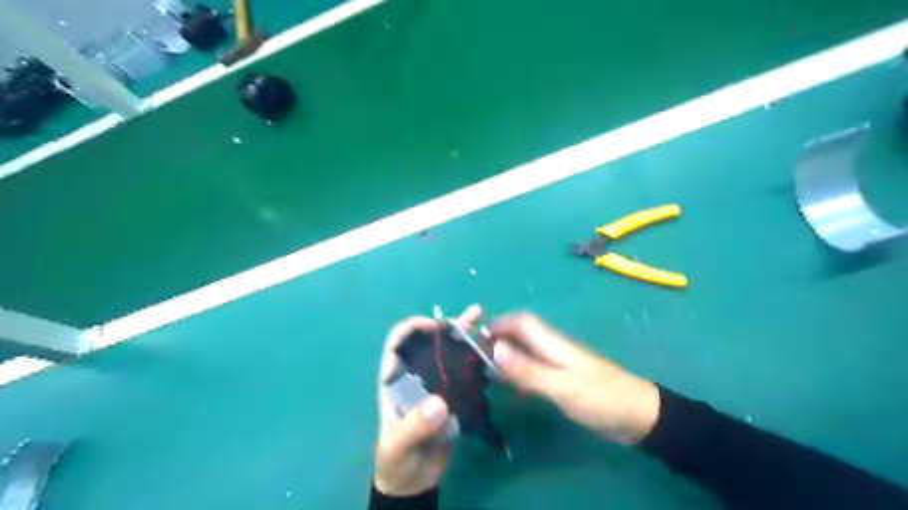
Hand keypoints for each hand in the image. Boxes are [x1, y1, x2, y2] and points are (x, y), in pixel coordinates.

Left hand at [377, 305, 485, 494]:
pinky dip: (475, 363)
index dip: (412, 328)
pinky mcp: (452, 397)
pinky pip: (463, 375)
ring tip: (482, 321)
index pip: (397, 344)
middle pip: (429, 343)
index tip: (434, 326)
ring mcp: (435, 385)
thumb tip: (439, 403)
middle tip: (471, 315)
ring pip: (449, 356)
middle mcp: (415, 376)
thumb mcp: (398, 444)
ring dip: (464, 338)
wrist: (413, 481)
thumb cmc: (396, 460)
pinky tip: (489, 353)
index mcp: (395, 380)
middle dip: (448, 327)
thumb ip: (415, 425)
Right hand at [489, 310, 659, 442]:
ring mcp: (560, 364)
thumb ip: (527, 369)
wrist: (639, 416)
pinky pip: (535, 370)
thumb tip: (494, 349)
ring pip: (527, 352)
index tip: (475, 337)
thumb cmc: (600, 398)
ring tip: (485, 371)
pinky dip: (519, 373)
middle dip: (499, 339)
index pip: (522, 322)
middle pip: (522, 335)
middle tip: (475, 357)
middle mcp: (554, 348)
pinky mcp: (564, 380)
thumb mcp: (561, 386)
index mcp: (553, 343)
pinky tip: (510, 388)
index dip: (499, 324)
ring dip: (507, 356)